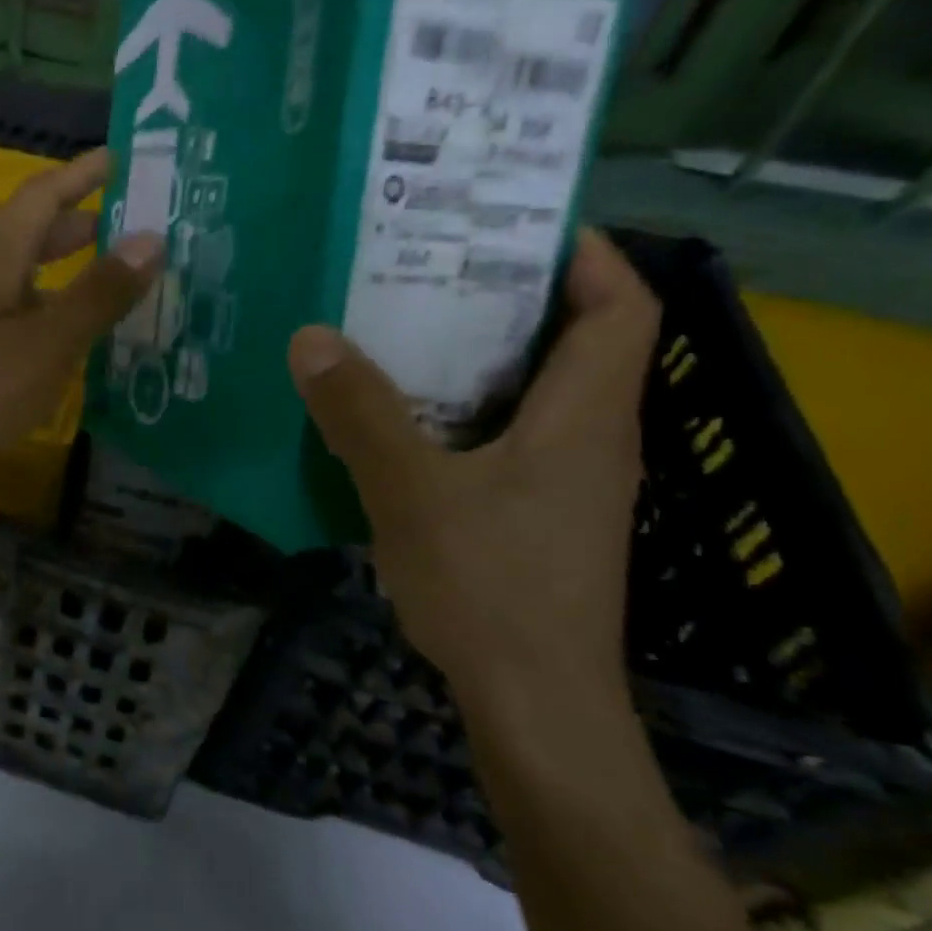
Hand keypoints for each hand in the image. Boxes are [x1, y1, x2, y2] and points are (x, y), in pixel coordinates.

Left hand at [0, 147, 164, 501]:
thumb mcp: (46, 344)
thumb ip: (98, 294)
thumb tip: (153, 237)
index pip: (43, 194)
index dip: (83, 172)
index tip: (126, 156)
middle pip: (32, 234)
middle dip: (82, 224)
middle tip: (136, 227)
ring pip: (23, 279)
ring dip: (67, 273)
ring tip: (116, 285)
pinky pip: (14, 317)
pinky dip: (48, 315)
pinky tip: (68, 343)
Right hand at [288, 232, 659, 721]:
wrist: (533, 704)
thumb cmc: (489, 588)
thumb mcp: (412, 493)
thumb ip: (362, 414)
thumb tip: (310, 339)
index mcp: (585, 417)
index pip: (621, 307)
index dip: (584, 254)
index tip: (512, 225)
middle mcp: (590, 440)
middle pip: (570, 344)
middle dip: (506, 299)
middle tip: (425, 270)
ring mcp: (565, 484)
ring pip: (530, 395)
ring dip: (475, 360)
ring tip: (399, 333)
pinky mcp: (536, 518)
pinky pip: (503, 439)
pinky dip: (459, 414)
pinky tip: (397, 422)